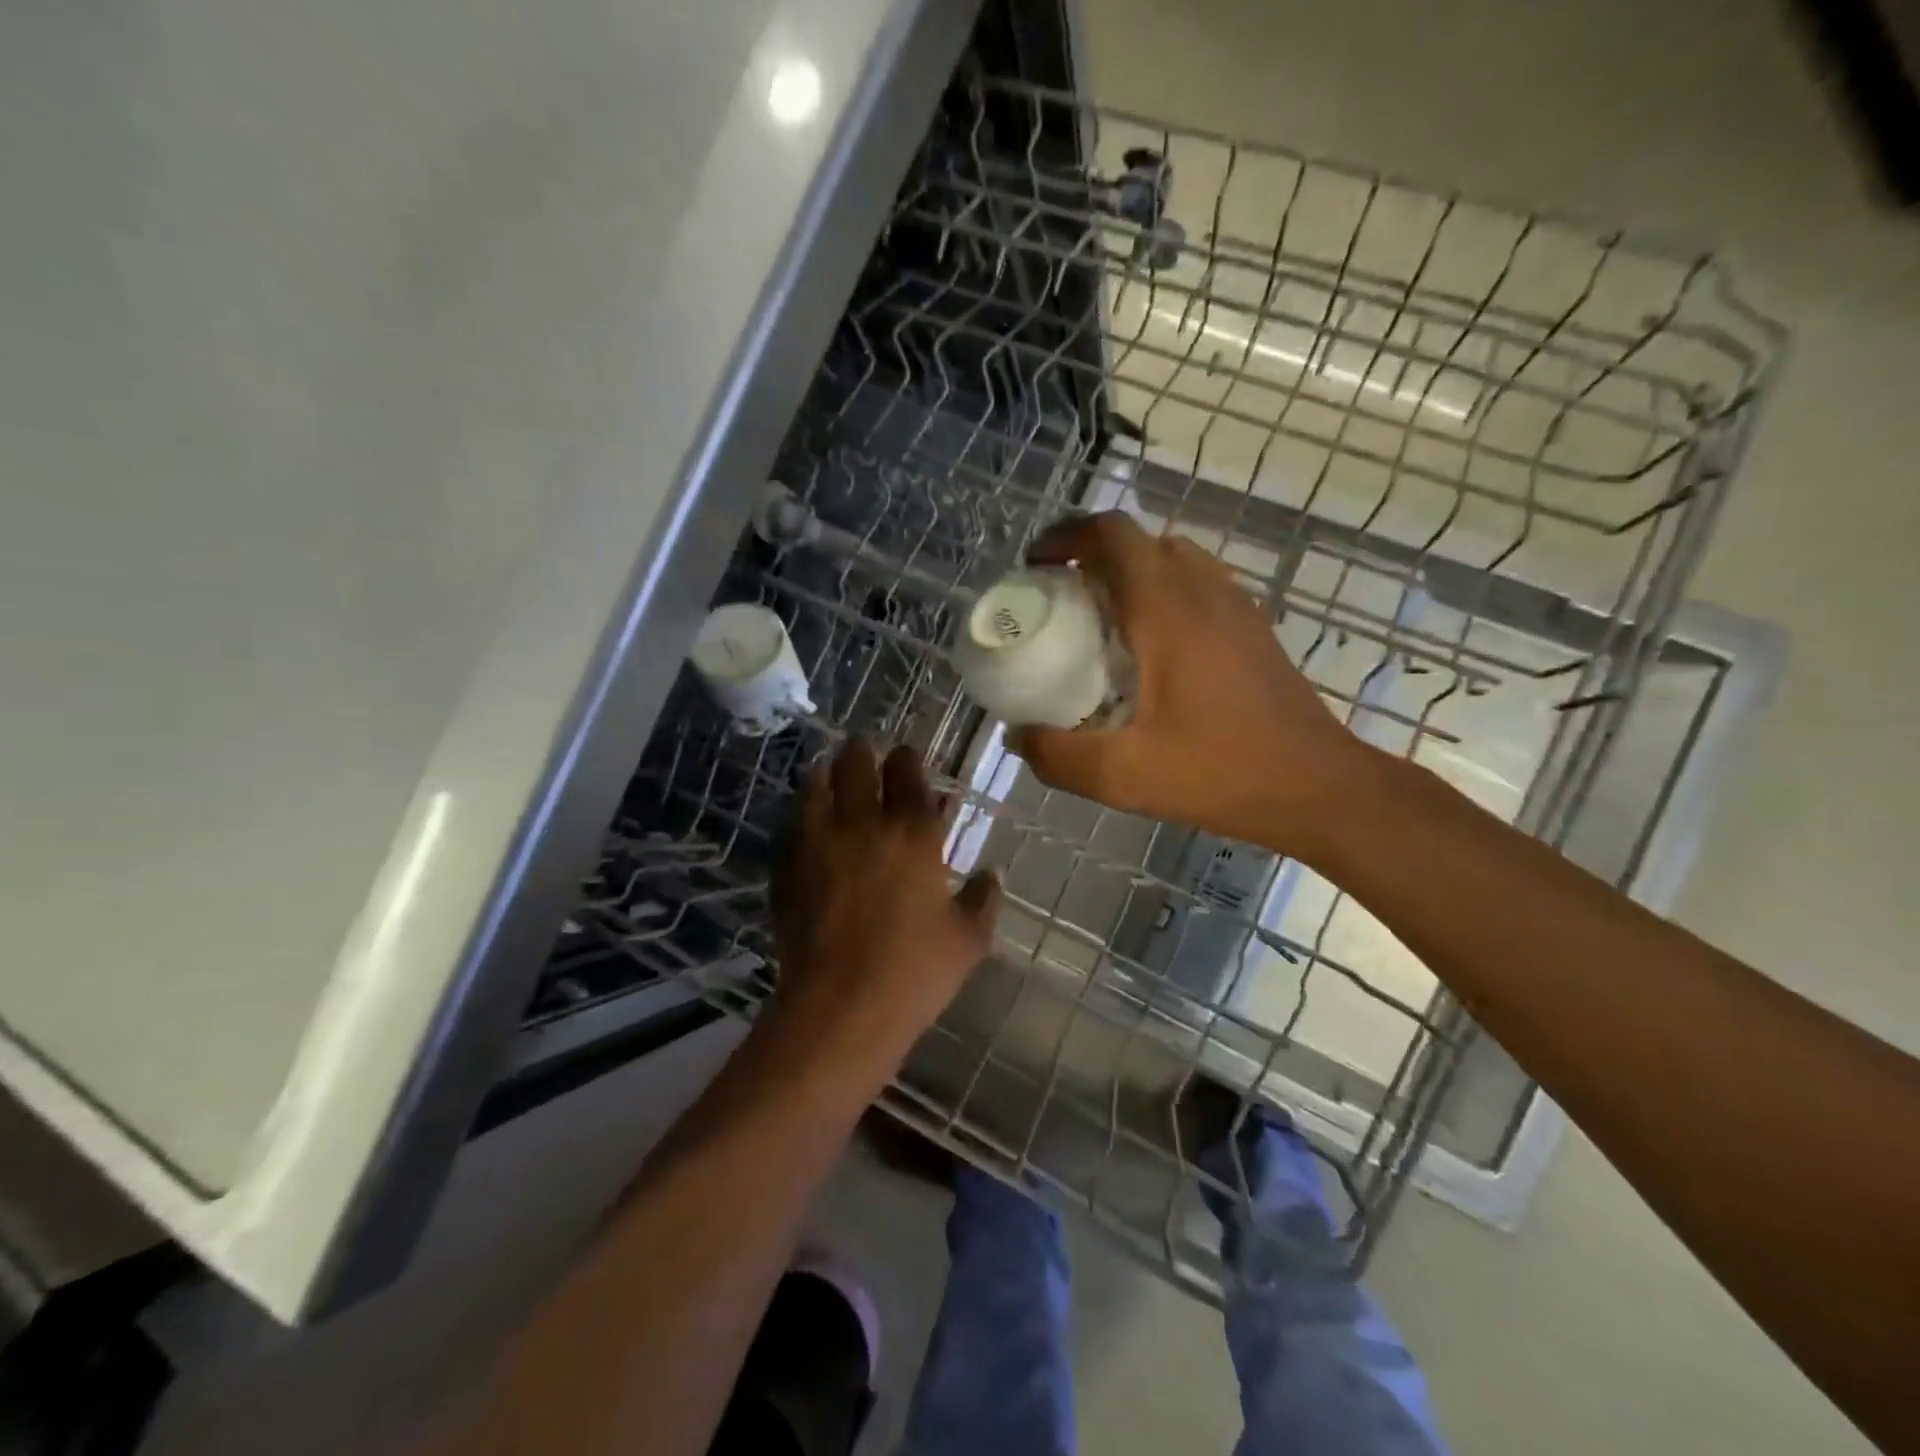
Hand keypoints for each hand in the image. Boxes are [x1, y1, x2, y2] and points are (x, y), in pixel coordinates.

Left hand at [769, 738, 1000, 1063]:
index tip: (906, 754)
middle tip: (863, 747)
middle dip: (861, 750)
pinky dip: (801, 813)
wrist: (841, 1009)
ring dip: (826, 772)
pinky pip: (792, 826)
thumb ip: (984, 898)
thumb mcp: (968, 939)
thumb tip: (994, 872)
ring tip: (829, 770)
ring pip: (816, 786)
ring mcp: (817, 844)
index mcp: (913, 833)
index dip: (906, 757)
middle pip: (856, 765)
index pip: (907, 773)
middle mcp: (863, 825)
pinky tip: (806, 821)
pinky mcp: (787, 869)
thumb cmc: (915, 972)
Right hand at [1009, 512, 1372, 857]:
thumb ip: (1058, 756)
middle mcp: (1203, 591)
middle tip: (1059, 600)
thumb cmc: (1222, 772)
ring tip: (1099, 621)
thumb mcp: (1124, 776)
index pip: (1112, 534)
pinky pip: (1196, 585)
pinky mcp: (1253, 629)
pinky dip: (1160, 594)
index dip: (1066, 535)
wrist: (1319, 787)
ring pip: (1171, 560)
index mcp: (1167, 609)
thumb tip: (1017, 737)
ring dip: (1128, 573)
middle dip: (1090, 556)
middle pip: (1139, 542)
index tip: (1035, 566)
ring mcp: (1236, 606)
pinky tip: (1149, 652)